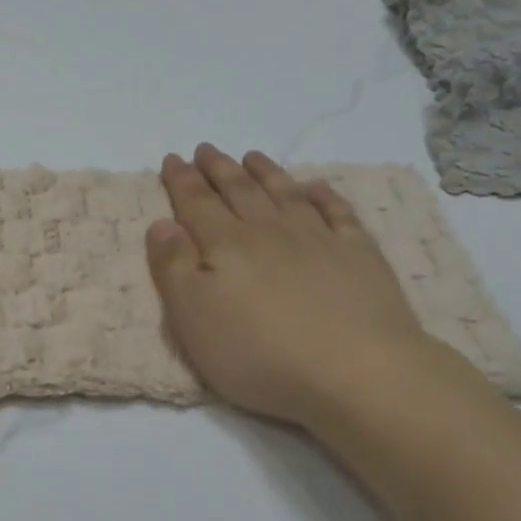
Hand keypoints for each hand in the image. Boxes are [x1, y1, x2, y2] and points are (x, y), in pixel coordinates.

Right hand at [146, 145, 437, 426]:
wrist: (356, 371)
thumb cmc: (260, 353)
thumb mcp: (194, 318)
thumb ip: (173, 268)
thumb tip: (161, 224)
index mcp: (226, 246)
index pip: (197, 203)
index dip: (182, 180)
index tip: (172, 158)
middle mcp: (269, 232)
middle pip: (239, 191)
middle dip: (218, 169)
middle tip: (206, 149)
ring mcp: (318, 239)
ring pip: (284, 194)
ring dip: (266, 172)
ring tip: (252, 156)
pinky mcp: (359, 255)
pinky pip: (338, 212)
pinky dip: (324, 195)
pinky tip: (316, 186)